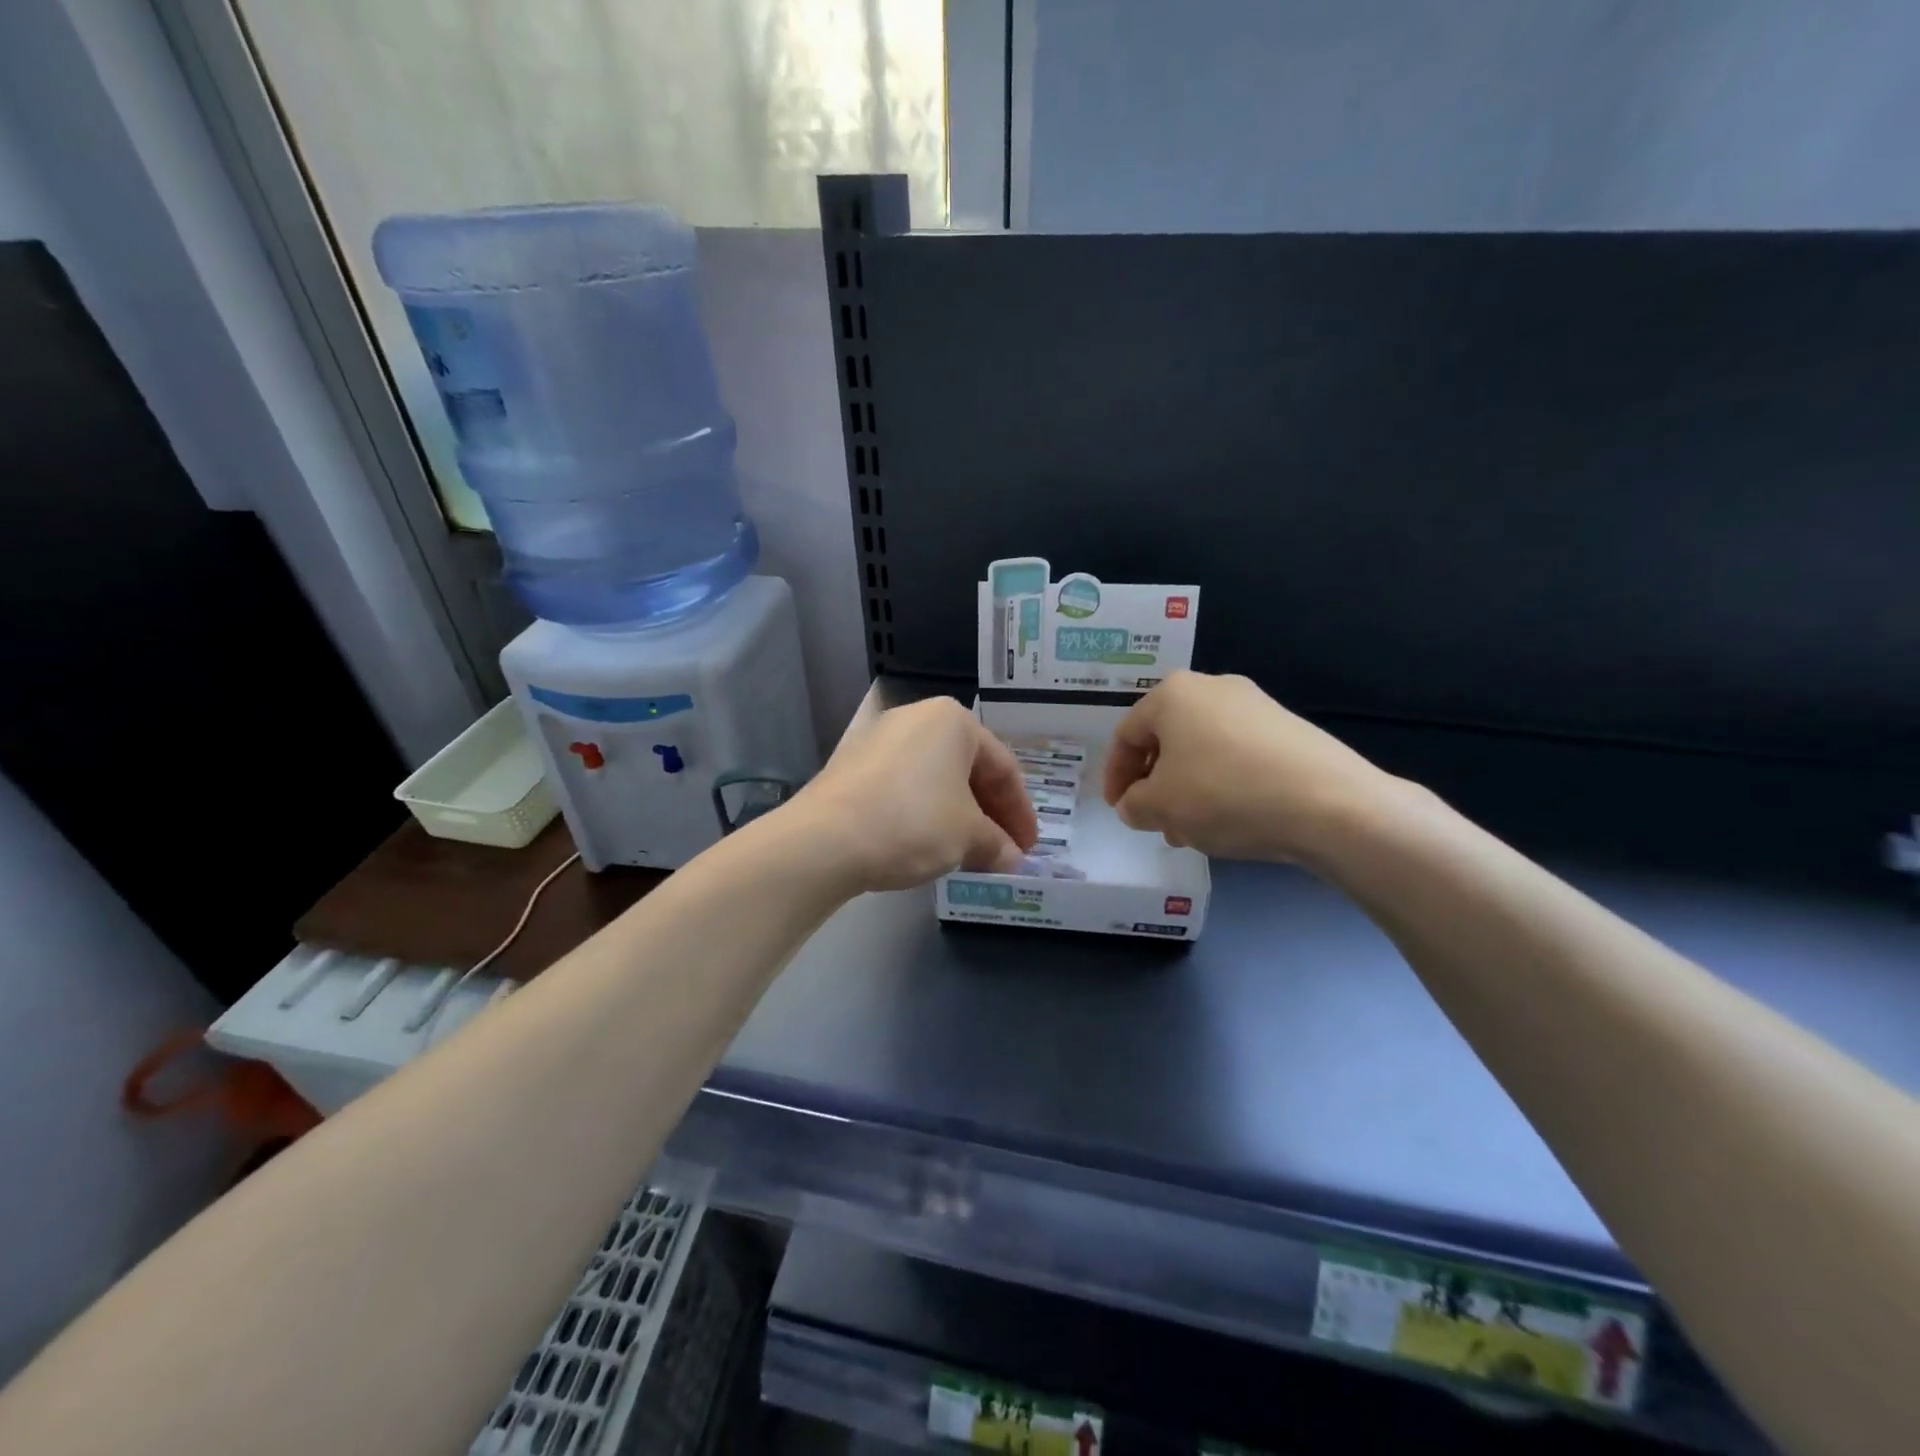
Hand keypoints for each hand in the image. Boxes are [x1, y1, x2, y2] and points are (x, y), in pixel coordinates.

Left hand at [793, 696, 1038, 892]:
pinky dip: (925, 812)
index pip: (1003, 767)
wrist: (825, 839)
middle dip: (989, 813)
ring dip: (958, 815)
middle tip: (1003, 851)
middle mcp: (917, 717)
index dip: (1021, 812)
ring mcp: (880, 738)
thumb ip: (996, 844)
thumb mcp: (967, 836)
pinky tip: (928, 842)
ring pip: (935, 778)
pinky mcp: (853, 764)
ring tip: (969, 851)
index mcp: (953, 720)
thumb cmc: (913, 822)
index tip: (1028, 847)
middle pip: (968, 769)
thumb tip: (1011, 857)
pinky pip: (905, 785)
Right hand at [1103, 671, 1397, 861]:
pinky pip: (1236, 755)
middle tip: (1153, 821)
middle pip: (1166, 739)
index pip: (1126, 735)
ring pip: (1201, 750)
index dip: (1114, 776)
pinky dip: (1220, 784)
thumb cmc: (1225, 794)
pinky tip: (1229, 819)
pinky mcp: (1287, 729)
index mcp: (1173, 695)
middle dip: (1153, 784)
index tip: (1117, 810)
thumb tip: (1135, 804)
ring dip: (1186, 788)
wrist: (1329, 803)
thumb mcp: (1160, 808)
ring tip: (1190, 830)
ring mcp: (1255, 705)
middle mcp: (1212, 688)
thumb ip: (1133, 805)